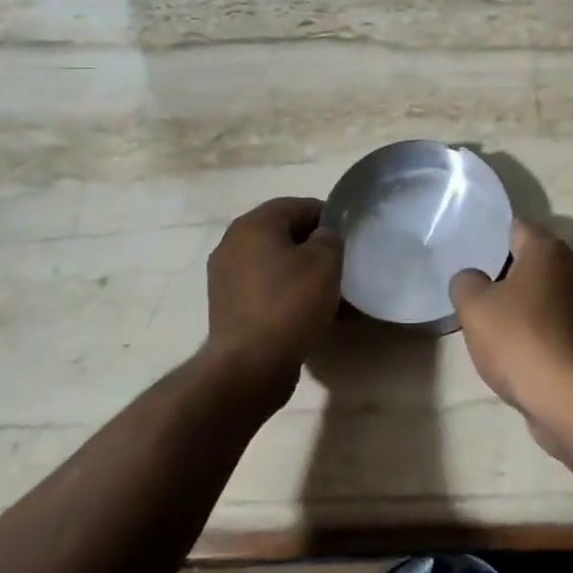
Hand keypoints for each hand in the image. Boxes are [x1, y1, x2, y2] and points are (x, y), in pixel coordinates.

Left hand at [205, 197, 342, 406]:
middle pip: (283, 233)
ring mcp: (225, 276)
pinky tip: (305, 311)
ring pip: (273, 262)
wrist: (249, 366)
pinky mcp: (227, 306)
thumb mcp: (325, 261)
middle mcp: (233, 243)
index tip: (348, 237)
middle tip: (339, 264)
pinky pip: (263, 287)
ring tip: (326, 291)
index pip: (298, 205)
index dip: (328, 217)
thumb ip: (329, 237)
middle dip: (312, 245)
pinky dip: (284, 292)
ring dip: (299, 271)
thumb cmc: (290, 304)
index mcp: (253, 224)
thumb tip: (322, 238)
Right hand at [451, 220, 572, 448]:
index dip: (490, 232)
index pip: (516, 225)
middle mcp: (571, 267)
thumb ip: (466, 283)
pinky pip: (550, 319)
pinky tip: (510, 343)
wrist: (570, 398)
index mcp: (547, 249)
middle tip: (472, 281)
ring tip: (486, 314)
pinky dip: (532, 326)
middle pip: (530, 258)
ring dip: (518, 300)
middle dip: (503, 269)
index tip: (468, 245)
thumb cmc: (520, 338)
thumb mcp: (475, 307)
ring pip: (541, 291)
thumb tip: (471, 278)